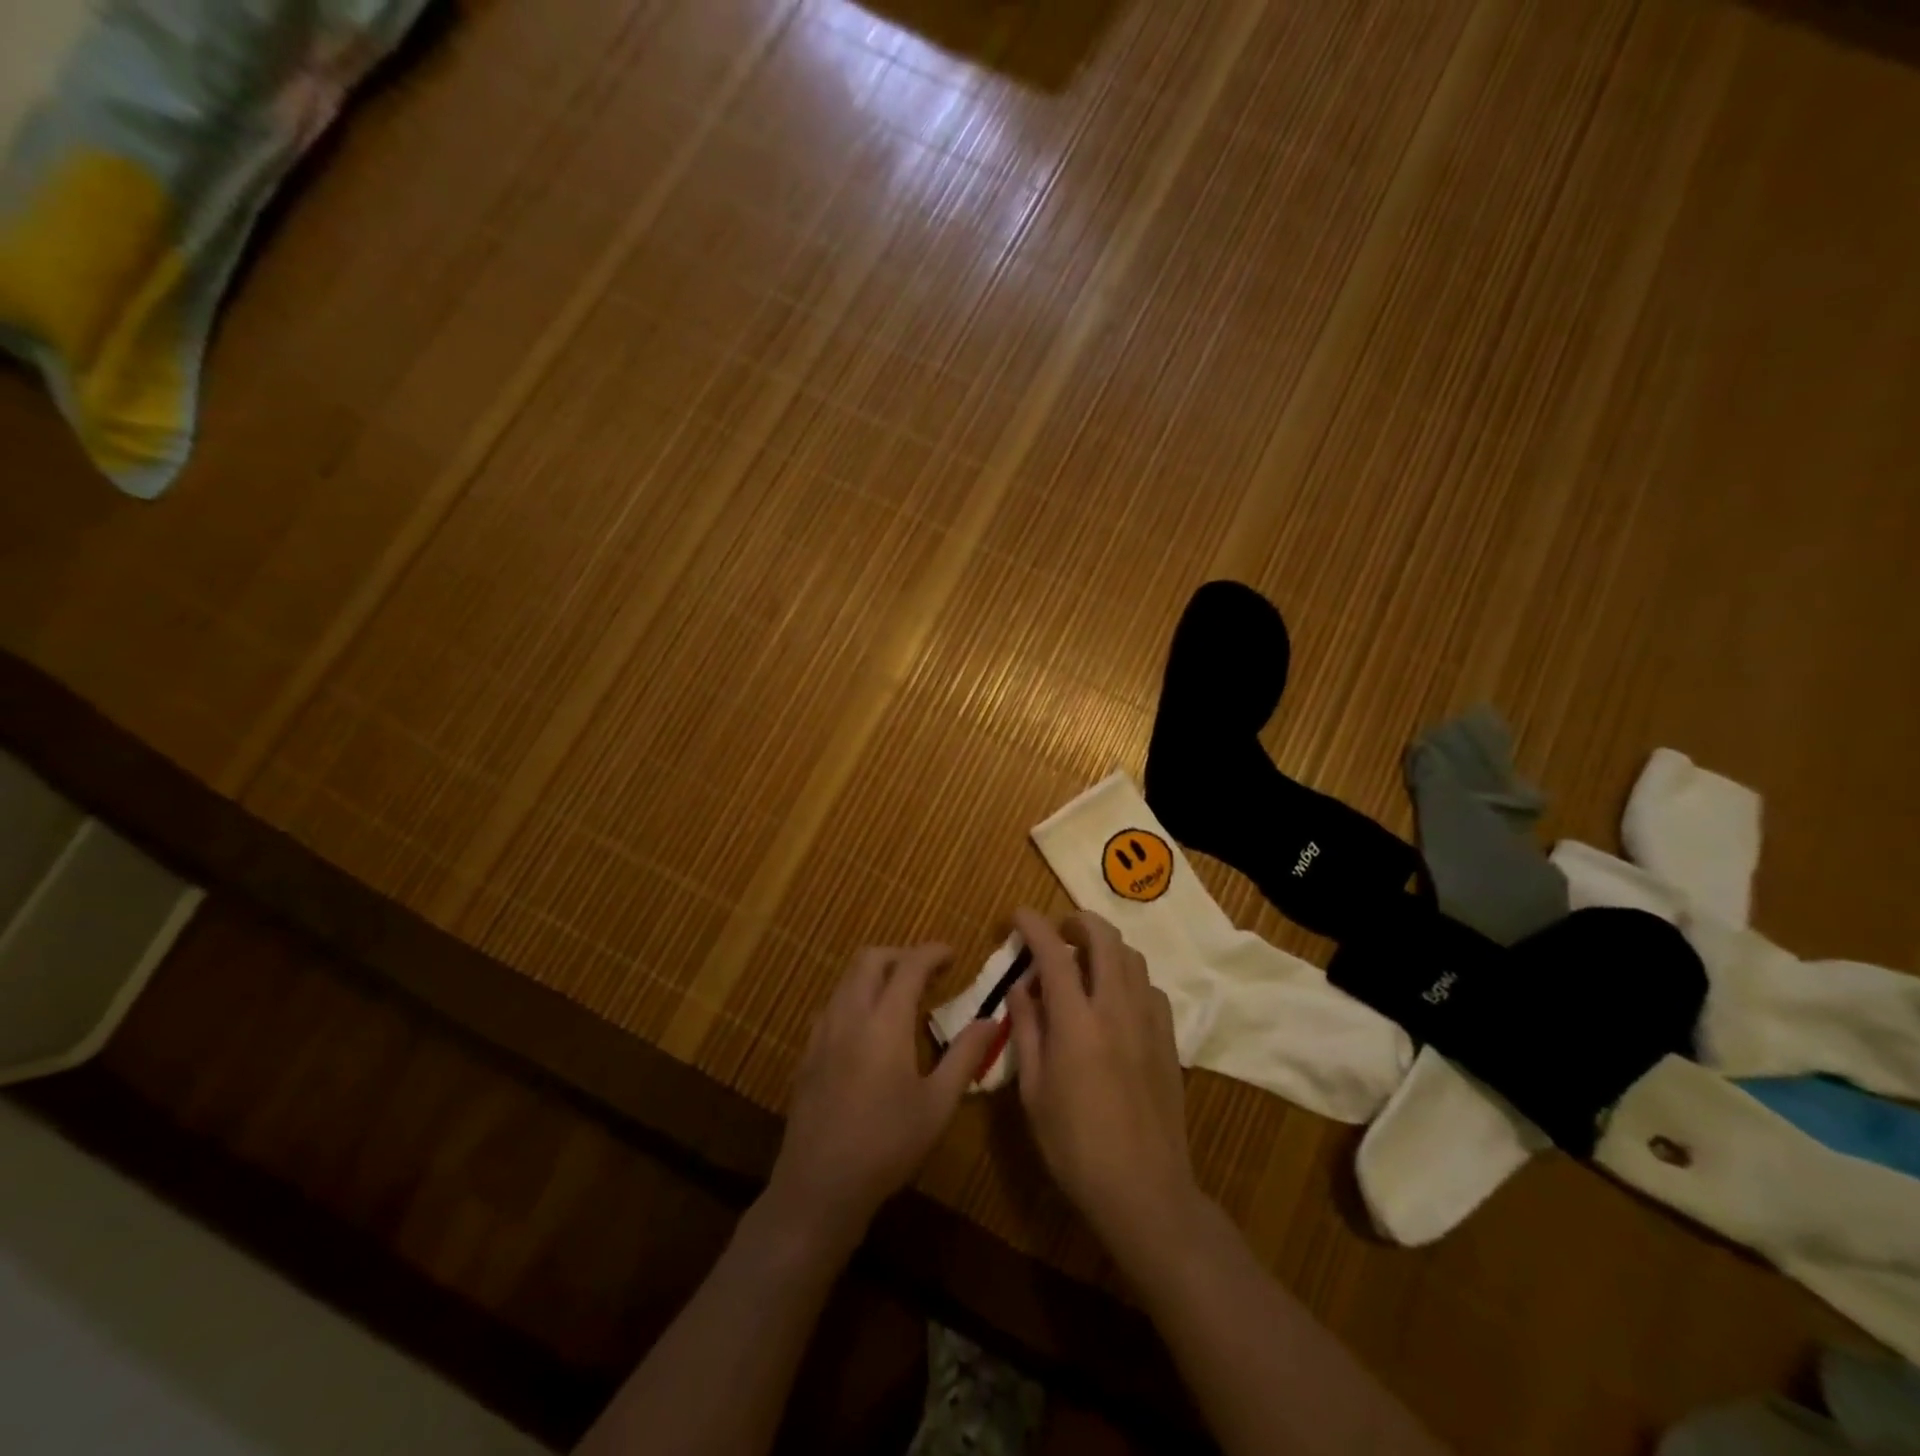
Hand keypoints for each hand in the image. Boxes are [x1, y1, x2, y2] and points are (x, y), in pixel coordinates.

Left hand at [765, 944, 999, 1254]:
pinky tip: (869, 1027)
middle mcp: (850, 1015)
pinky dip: (855, 997)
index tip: (953, 954)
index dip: (933, 952)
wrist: (819, 1185)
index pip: (910, 966)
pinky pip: (832, 1004)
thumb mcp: (938, 1105)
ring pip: (847, 978)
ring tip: (901, 996)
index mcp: (885, 1022)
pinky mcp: (808, 1052)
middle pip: (870, 959)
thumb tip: (992, 1020)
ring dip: (876, 973)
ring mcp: (823, 1032)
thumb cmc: (887, 1145)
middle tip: (928, 972)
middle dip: (901, 954)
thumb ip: (965, 1056)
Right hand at [1007, 908, 1201, 1257]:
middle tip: (1058, 932)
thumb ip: (1027, 1030)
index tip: (1018, 915)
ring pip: (1131, 958)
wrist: (1144, 1189)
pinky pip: (1149, 987)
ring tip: (1084, 964)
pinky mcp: (1169, 1039)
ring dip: (1105, 947)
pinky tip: (1114, 1001)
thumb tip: (1020, 987)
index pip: (1054, 953)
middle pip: (1104, 938)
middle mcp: (1116, 1008)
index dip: (1034, 925)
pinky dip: (1128, 977)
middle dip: (1078, 922)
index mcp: (1077, 1022)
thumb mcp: (1033, 1091)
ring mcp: (1149, 1021)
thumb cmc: (1075, 1146)